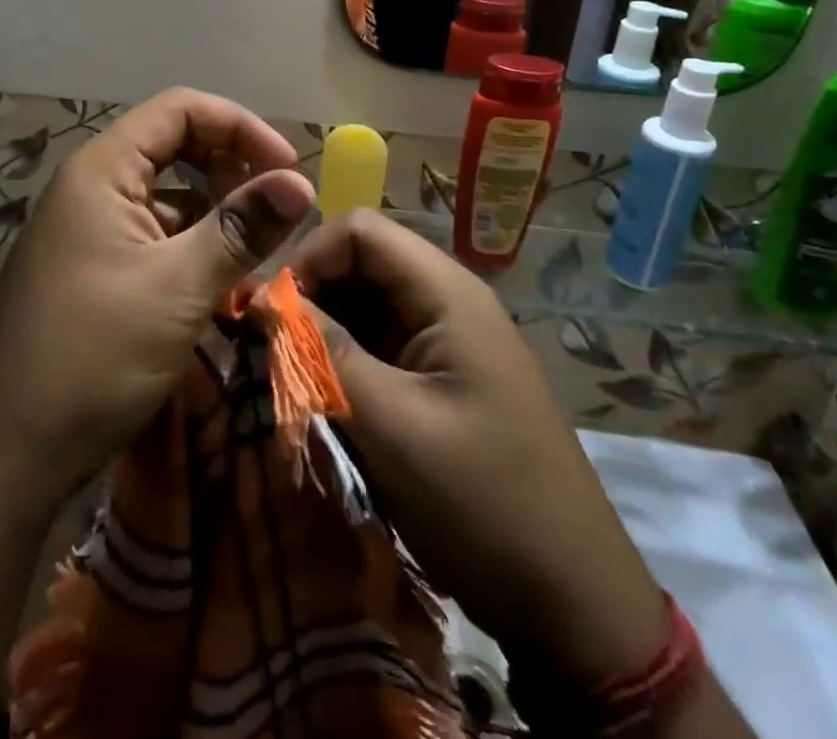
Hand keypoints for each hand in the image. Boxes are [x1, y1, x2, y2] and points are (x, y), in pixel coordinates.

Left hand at [0, 89, 315, 516]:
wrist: (4, 455)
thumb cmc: (93, 357)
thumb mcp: (178, 288)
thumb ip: (241, 228)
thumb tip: (302, 184)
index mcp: (102, 170)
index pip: (180, 109)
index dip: (240, 126)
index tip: (287, 170)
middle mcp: (88, 187)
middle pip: (172, 145)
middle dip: (229, 167)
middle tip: (272, 211)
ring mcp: (84, 230)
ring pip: (164, 195)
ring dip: (212, 212)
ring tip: (253, 253)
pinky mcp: (87, 269)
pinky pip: (149, 235)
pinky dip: (188, 246)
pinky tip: (216, 283)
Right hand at [291, 211, 669, 685]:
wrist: (576, 606)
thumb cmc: (481, 503)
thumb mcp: (389, 424)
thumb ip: (321, 351)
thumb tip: (260, 299)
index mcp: (446, 292)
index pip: (358, 230)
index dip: (308, 257)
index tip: (269, 312)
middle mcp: (448, 301)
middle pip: (361, 263)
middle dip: (311, 294)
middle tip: (270, 346)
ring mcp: (448, 340)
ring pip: (367, 304)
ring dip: (325, 330)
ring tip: (291, 373)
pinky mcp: (444, 377)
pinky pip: (382, 343)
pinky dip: (346, 359)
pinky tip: (324, 395)